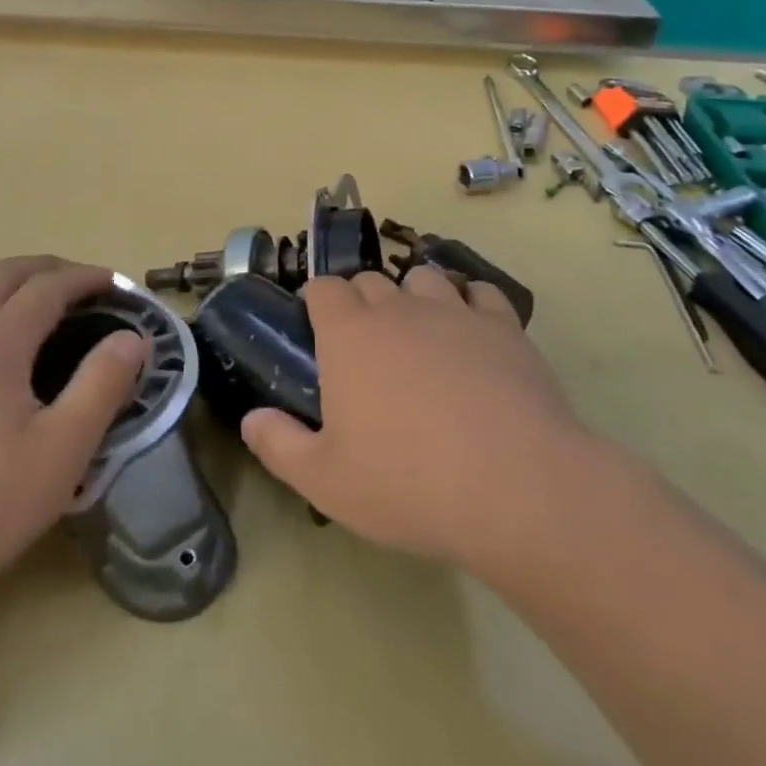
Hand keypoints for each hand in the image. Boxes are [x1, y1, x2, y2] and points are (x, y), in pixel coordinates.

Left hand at [0, 257, 145, 601]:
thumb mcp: (61, 453)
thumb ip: (101, 387)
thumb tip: (132, 337)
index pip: (48, 286)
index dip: (86, 278)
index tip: (116, 285)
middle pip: (4, 274)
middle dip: (48, 269)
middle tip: (82, 288)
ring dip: (7, 284)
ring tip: (33, 307)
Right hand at [240, 267, 590, 575]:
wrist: (515, 487)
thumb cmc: (407, 483)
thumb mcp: (325, 480)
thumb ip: (278, 444)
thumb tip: (251, 418)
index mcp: (349, 334)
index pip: (323, 288)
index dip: (317, 301)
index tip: (316, 326)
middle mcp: (398, 308)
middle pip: (370, 280)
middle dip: (361, 300)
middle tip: (364, 344)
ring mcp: (454, 312)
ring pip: (424, 278)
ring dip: (413, 295)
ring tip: (419, 332)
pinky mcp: (504, 326)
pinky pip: (481, 293)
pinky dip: (470, 303)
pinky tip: (472, 333)